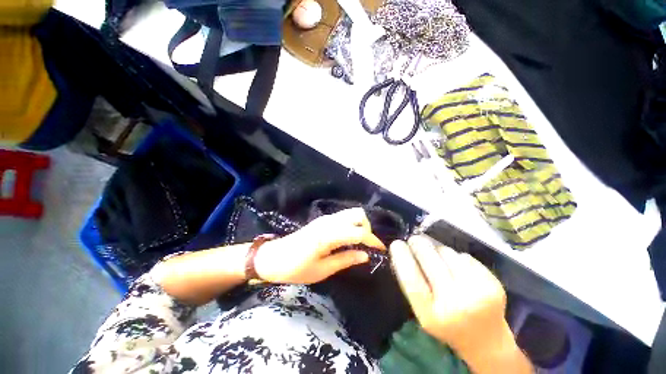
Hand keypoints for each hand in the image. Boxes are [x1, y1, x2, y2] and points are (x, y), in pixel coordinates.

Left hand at [254, 208, 385, 283]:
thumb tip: (365, 256)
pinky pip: (343, 217)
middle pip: (357, 214)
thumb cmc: (295, 268)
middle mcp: (328, 222)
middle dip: (367, 228)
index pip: (358, 232)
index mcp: (328, 235)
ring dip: (360, 225)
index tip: (382, 250)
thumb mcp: (322, 270)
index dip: (373, 240)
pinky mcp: (322, 221)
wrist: (273, 258)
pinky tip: (349, 238)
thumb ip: (345, 260)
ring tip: (360, 243)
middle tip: (367, 246)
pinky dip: (352, 224)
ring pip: (351, 213)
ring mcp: (325, 219)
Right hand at [390, 236, 529, 372]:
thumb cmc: (447, 325)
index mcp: (432, 315)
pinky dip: (457, 258)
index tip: (396, 243)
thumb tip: (402, 252)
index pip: (411, 279)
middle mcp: (456, 305)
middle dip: (418, 244)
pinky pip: (465, 257)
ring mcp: (478, 294)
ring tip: (439, 260)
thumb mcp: (423, 312)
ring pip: (448, 253)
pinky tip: (458, 269)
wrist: (487, 341)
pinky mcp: (494, 284)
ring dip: (438, 251)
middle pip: (430, 260)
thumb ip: (411, 284)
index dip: (402, 257)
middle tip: (414, 240)